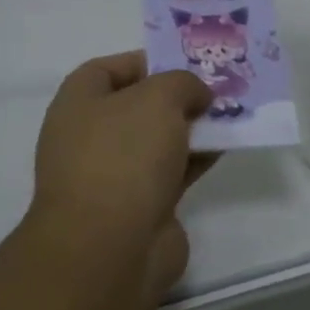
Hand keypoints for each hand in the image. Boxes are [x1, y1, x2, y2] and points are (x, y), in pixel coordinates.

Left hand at [30, 51, 215, 297]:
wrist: (111, 249)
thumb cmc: (125, 155)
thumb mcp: (159, 97)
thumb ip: (183, 83)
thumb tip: (197, 96)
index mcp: (78, 103)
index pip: (108, 69)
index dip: (146, 61)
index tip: (184, 63)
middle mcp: (90, 137)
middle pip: (138, 105)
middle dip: (177, 96)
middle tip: (216, 88)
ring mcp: (113, 176)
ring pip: (159, 141)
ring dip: (192, 129)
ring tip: (231, 114)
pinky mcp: (139, 208)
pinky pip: (172, 172)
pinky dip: (196, 159)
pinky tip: (226, 147)